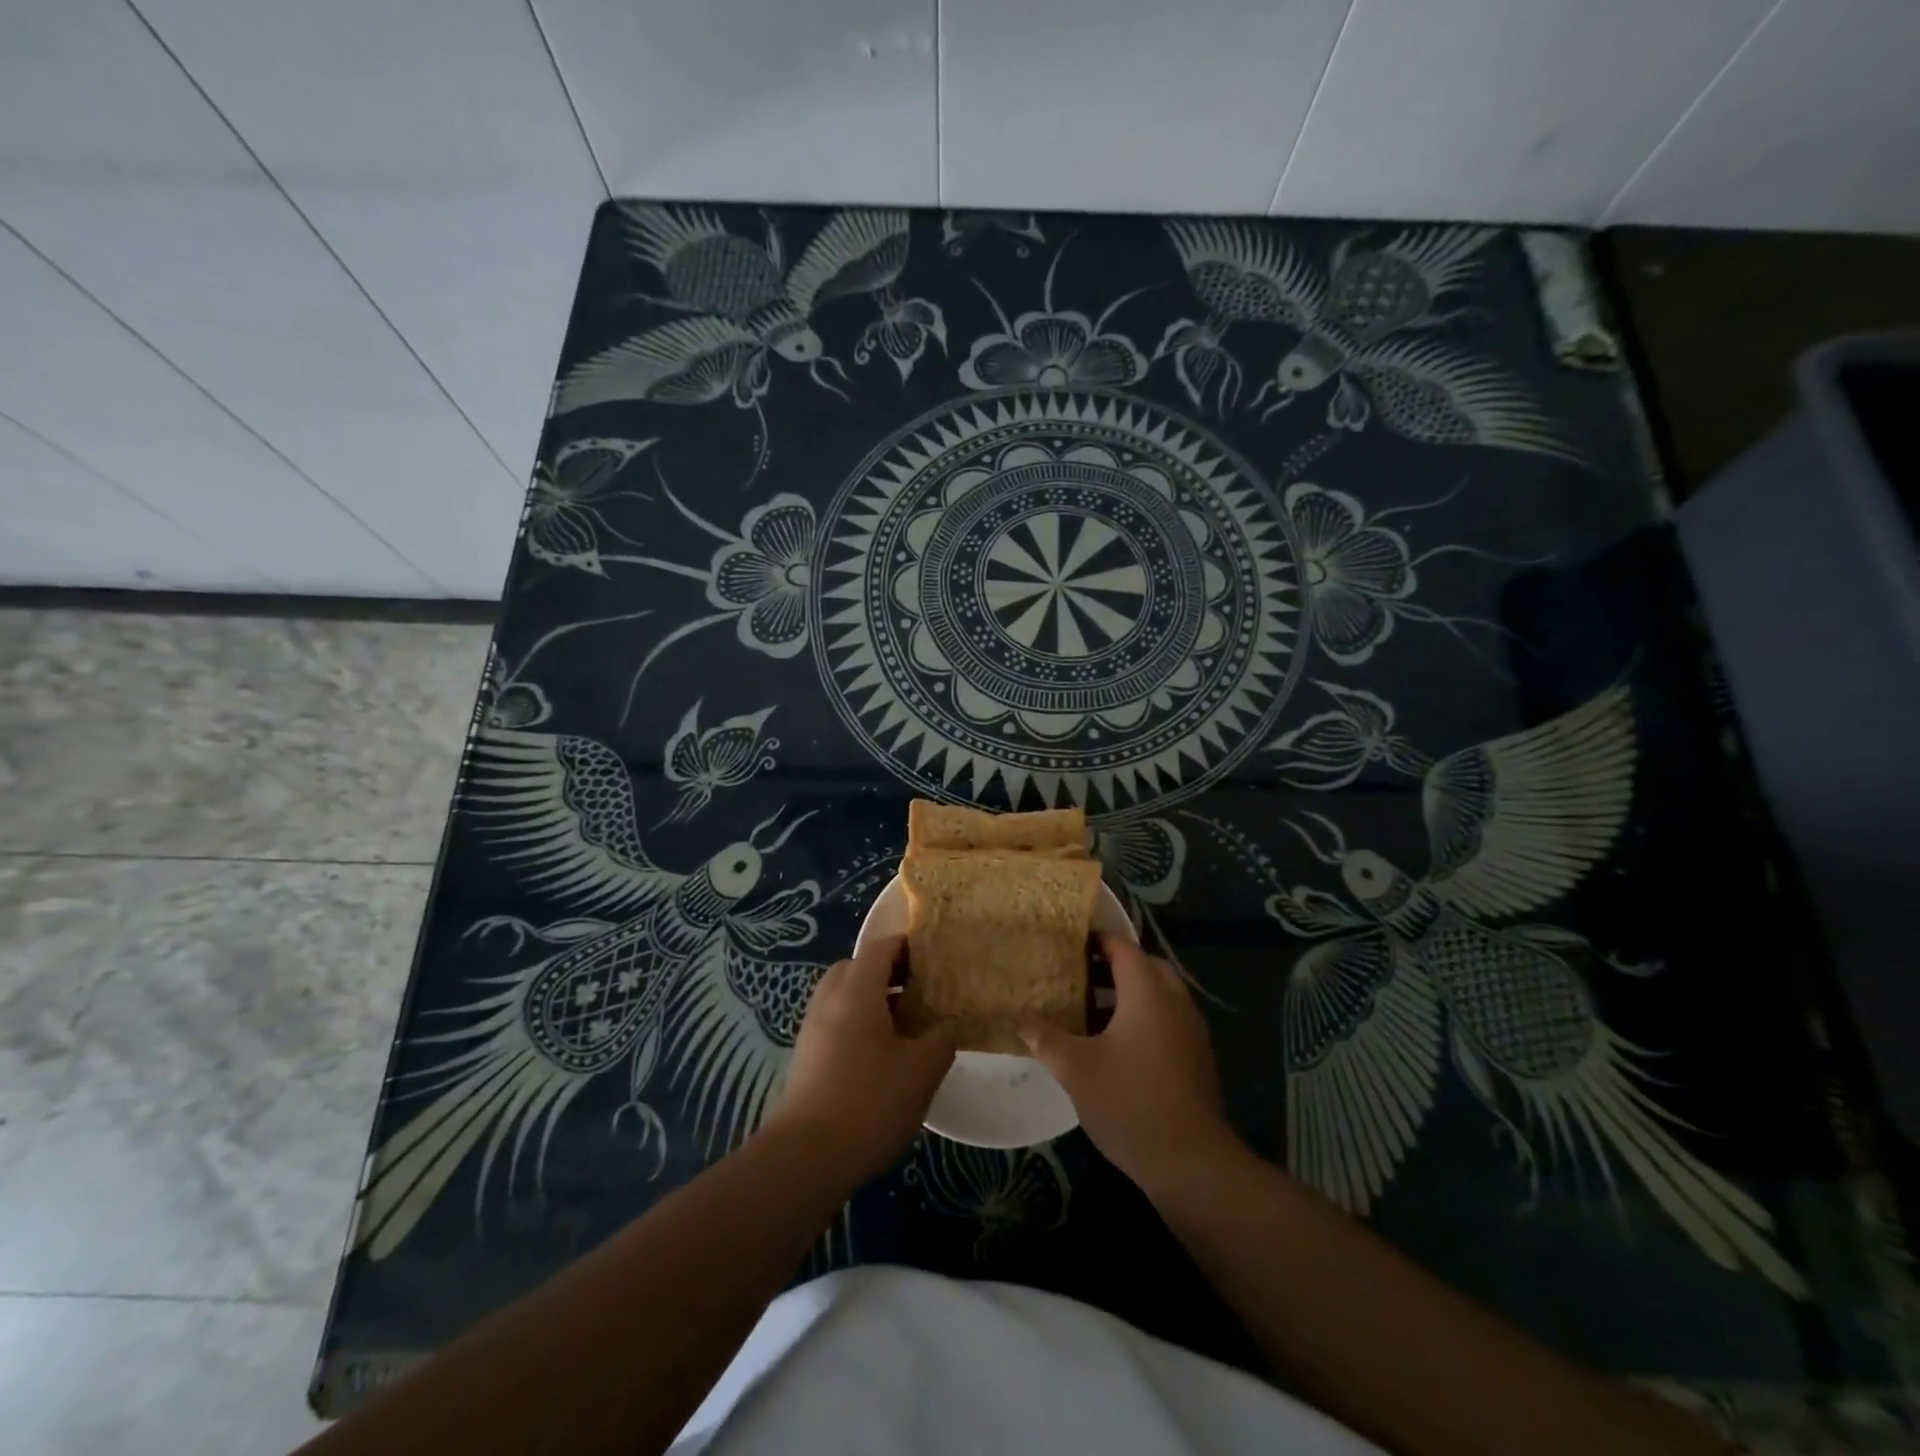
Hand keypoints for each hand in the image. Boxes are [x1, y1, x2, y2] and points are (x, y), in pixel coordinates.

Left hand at [763, 935, 954, 1183]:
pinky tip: (880, 1056)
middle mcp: (829, 999)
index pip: (881, 947)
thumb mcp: (921, 1070)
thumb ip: (941, 1039)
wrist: (805, 1157)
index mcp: (857, 990)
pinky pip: (835, 1021)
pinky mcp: (805, 1056)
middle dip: (887, 972)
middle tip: (918, 991)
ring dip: (871, 1000)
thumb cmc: (869, 1102)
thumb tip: (947, 1025)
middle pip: (857, 967)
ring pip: (843, 996)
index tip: (933, 957)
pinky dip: (857, 1023)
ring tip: (904, 1025)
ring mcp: (812, 1028)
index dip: (907, 946)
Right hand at [1021, 935, 1237, 1193]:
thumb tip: (1021, 1019)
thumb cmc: (1128, 1101)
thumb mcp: (1075, 1069)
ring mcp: (1191, 1030)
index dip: (1097, 940)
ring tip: (1090, 1010)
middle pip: (1145, 967)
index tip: (1070, 941)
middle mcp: (1174, 1002)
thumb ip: (1046, 1039)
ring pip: (1159, 994)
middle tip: (1078, 974)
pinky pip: (1167, 1019)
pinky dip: (1143, 1017)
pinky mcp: (1197, 1057)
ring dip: (1128, 994)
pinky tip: (1116, 1045)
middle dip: (1113, 966)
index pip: (1123, 948)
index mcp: (1147, 992)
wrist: (1190, 1161)